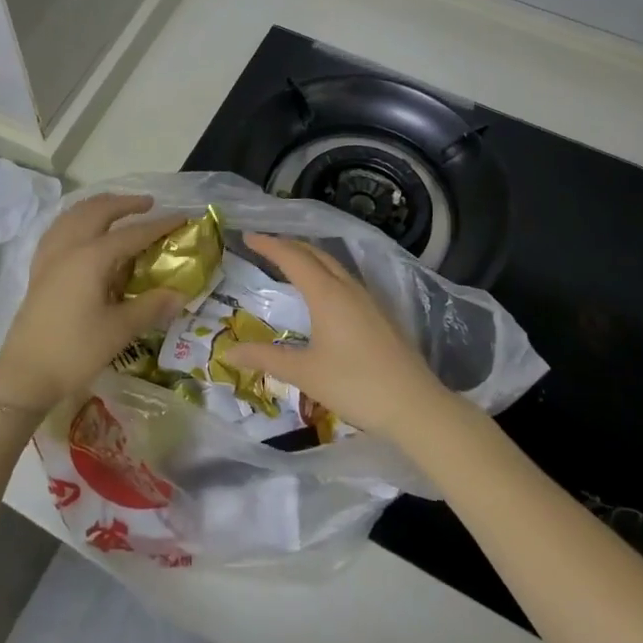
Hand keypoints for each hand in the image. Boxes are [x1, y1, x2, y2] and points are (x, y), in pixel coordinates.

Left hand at [0, 194, 186, 416]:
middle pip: (98, 211)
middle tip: (149, 204)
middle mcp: (69, 247)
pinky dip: (75, 219)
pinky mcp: (38, 269)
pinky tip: (81, 230)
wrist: (25, 374)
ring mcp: (49, 257)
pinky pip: (58, 229)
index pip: (132, 234)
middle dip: (124, 203)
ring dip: (97, 206)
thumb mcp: (119, 330)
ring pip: (73, 215)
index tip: (182, 217)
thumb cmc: (75, 351)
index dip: (159, 225)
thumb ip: (151, 306)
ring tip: (116, 208)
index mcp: (91, 258)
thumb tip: (180, 293)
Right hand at [235, 234, 451, 440]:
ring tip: (289, 262)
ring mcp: (368, 300)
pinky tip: (322, 292)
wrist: (415, 405)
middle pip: (315, 254)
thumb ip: (265, 358)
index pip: (292, 258)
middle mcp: (347, 289)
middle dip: (289, 245)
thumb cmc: (355, 385)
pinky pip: (345, 280)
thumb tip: (227, 351)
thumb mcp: (304, 373)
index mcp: (326, 294)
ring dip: (309, 258)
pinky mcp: (379, 315)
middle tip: (264, 245)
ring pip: (333, 266)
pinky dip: (324, 273)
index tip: (247, 237)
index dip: (269, 245)